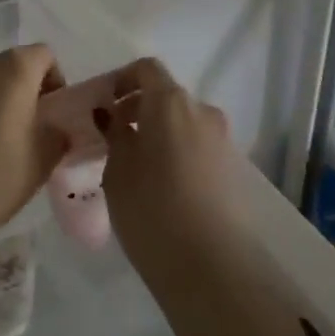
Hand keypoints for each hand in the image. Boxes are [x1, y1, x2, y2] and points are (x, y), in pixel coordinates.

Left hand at [0, 45, 65, 256]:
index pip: (45, 57)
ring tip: (5, 138)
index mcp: (14, 68)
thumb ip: (58, 135)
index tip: (55, 114)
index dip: (55, 81)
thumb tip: (56, 129)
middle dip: (27, 90)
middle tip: (34, 128)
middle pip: (14, 65)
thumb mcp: (44, 159)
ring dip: (1, 99)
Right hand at [96, 57, 237, 273]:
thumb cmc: (151, 207)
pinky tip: (159, 186)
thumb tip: (113, 116)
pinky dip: (175, 153)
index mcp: (171, 101)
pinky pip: (196, 148)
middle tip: (112, 138)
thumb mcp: (117, 168)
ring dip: (158, 133)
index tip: (102, 105)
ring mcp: (222, 141)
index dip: (121, 80)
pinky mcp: (232, 171)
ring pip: (182, 124)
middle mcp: (202, 111)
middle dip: (138, 110)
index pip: (146, 69)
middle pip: (166, 96)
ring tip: (134, 166)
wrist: (211, 266)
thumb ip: (114, 134)